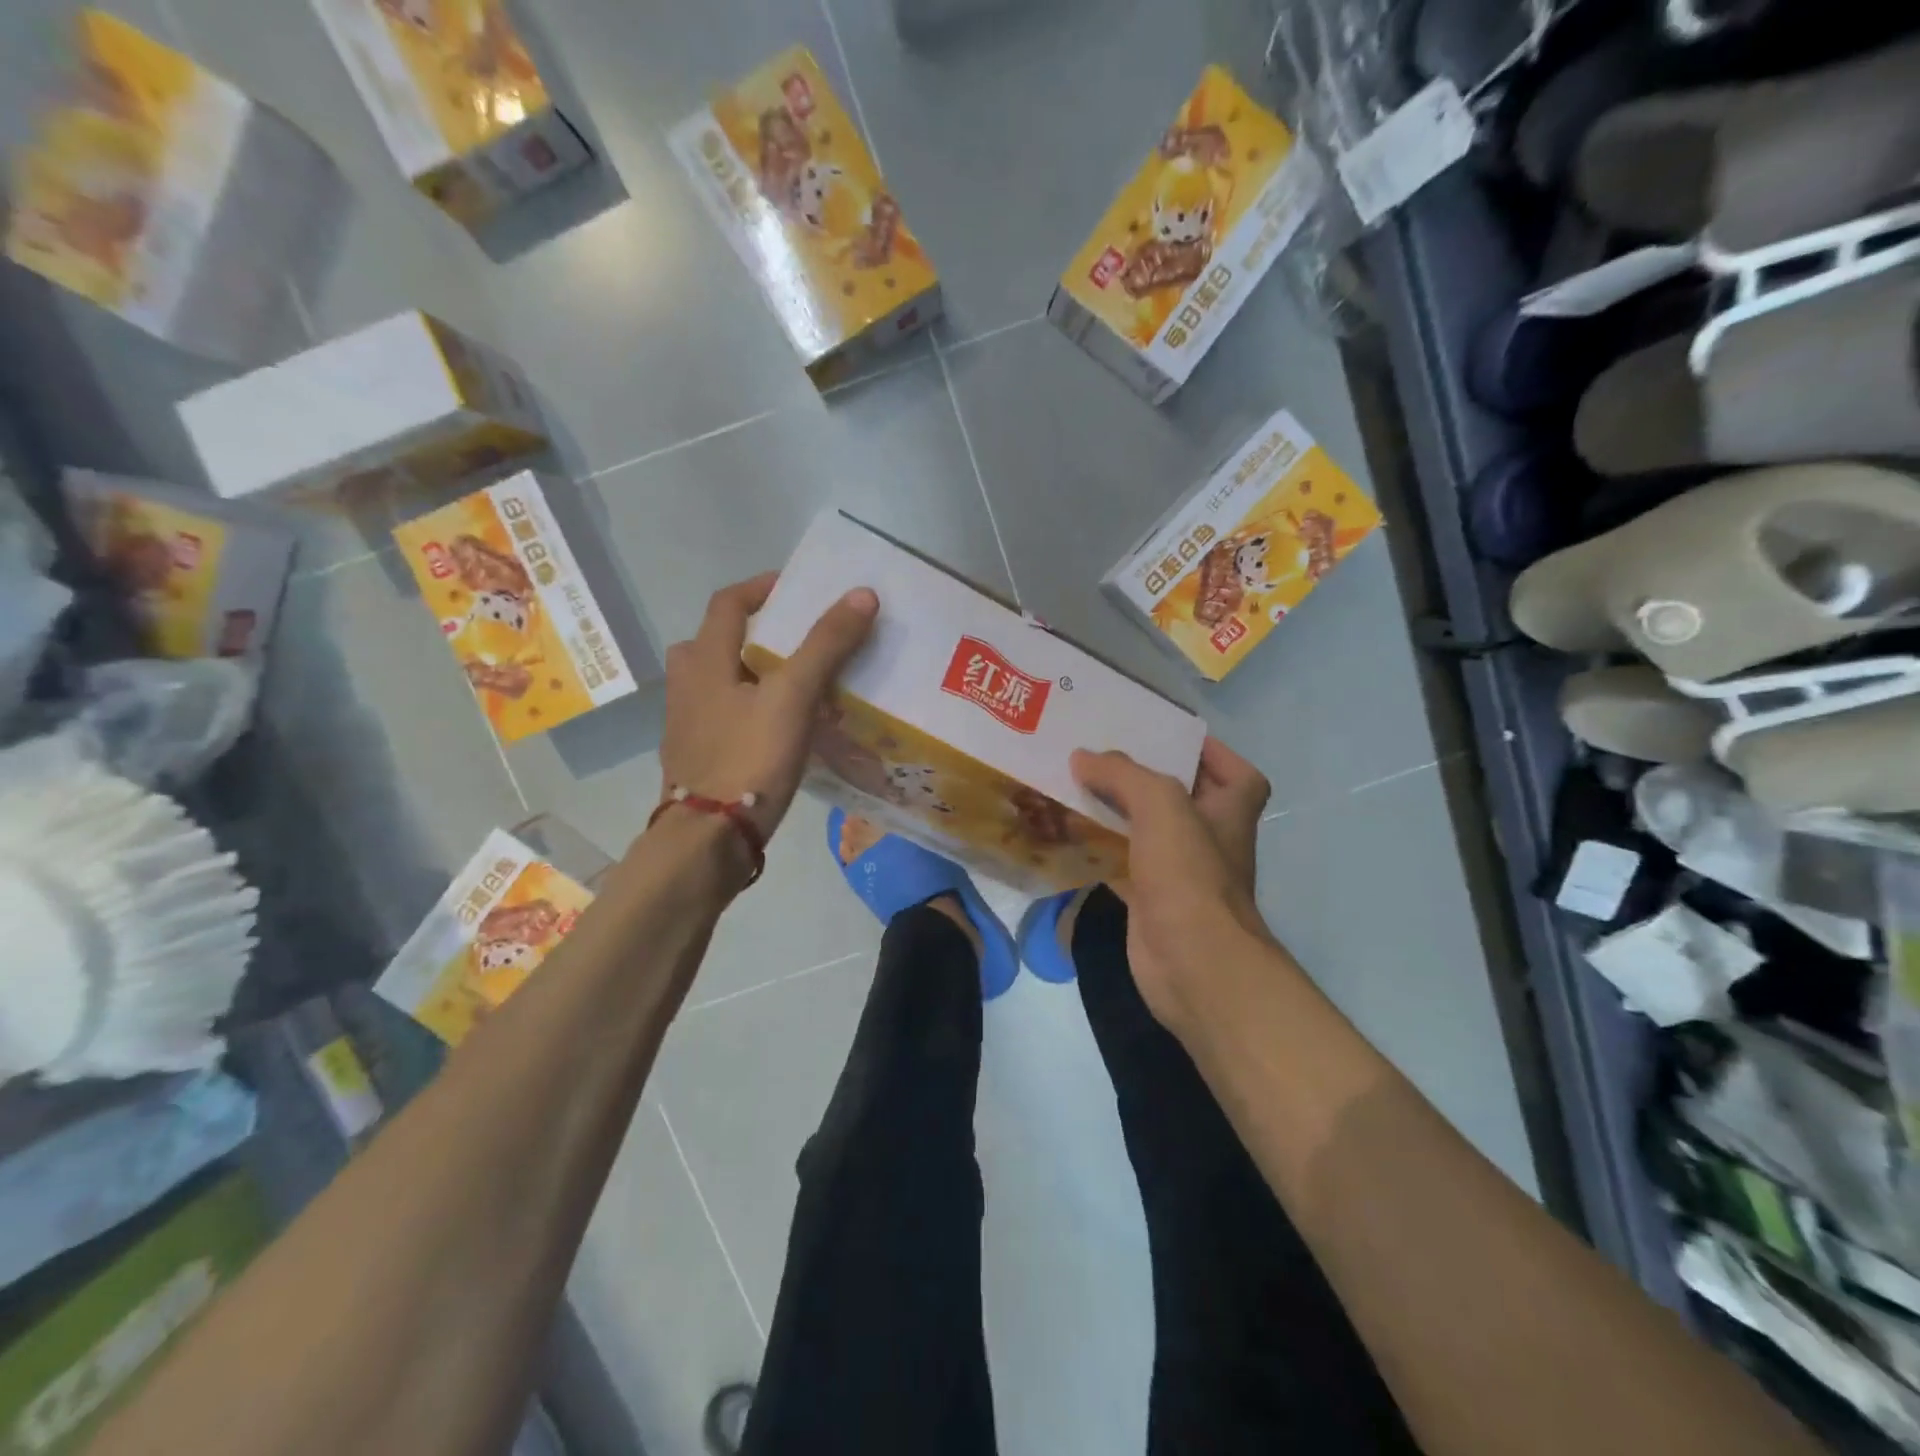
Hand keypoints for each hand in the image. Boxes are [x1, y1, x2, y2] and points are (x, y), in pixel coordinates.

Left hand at [658, 572, 877, 844]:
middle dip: (755, 632)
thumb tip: (862, 595)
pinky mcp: (697, 755)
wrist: (708, 840)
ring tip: (793, 683)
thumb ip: (826, 645)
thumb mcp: (793, 697)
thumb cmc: (749, 759)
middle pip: (716, 640)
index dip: (763, 588)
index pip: (729, 603)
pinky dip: (749, 707)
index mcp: (704, 660)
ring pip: (719, 680)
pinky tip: (779, 727)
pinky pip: (724, 715)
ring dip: (751, 671)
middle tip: (796, 640)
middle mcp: (686, 684)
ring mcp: (687, 723)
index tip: (799, 589)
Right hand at [1071, 738, 1272, 1034]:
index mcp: (1230, 813)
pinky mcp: (1151, 901)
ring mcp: (1181, 874)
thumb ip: (1123, 774)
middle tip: (1104, 756)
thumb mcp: (1161, 804)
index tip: (1171, 739)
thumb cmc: (1189, 874)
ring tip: (1078, 786)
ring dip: (1118, 813)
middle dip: (1148, 778)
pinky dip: (1100, 852)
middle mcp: (1210, 841)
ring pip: (1147, 832)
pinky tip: (1070, 837)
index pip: (1240, 776)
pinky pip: (1123, 865)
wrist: (1192, 963)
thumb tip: (1083, 758)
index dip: (1213, 755)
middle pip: (1183, 799)